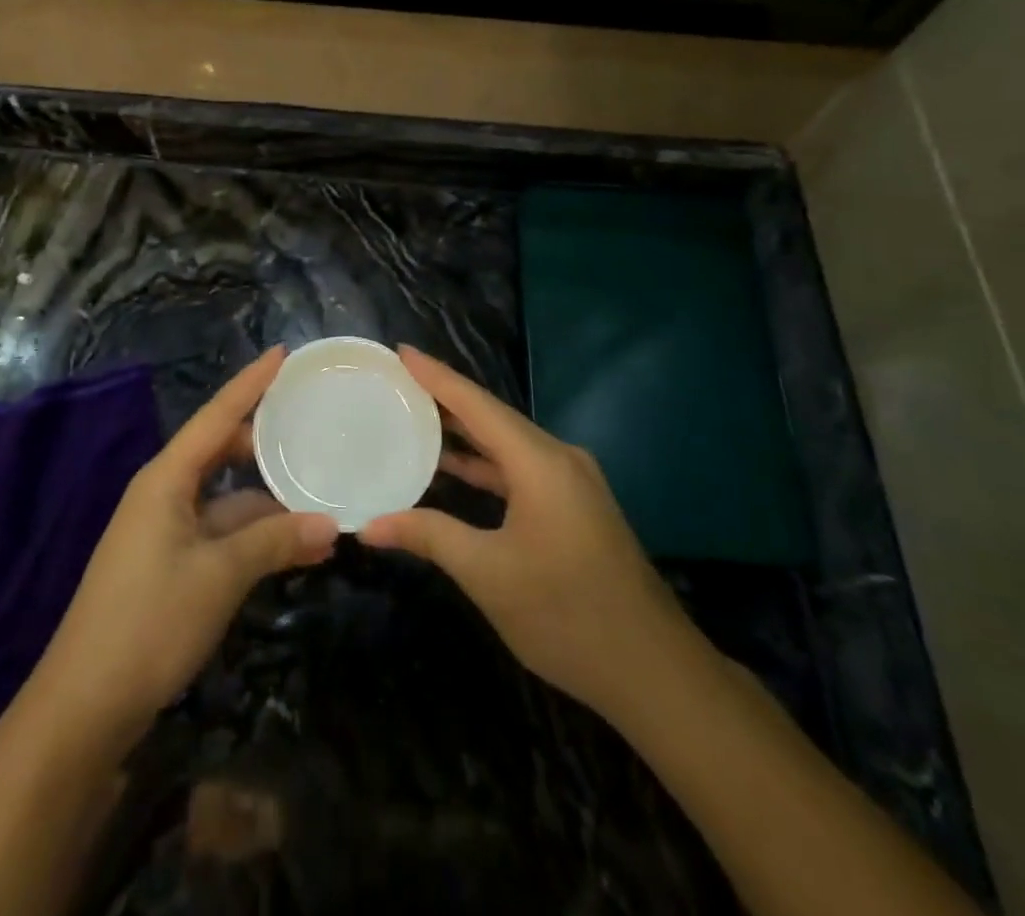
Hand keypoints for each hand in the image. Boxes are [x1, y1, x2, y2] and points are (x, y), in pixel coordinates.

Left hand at [33, 349, 339, 739]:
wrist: (84, 704)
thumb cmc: (149, 621)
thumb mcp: (219, 576)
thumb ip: (275, 542)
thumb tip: (332, 523)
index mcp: (166, 478)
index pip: (217, 415)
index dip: (250, 383)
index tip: (283, 353)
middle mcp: (164, 493)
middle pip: (222, 450)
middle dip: (266, 440)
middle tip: (314, 424)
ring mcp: (166, 530)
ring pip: (227, 498)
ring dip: (269, 499)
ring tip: (322, 492)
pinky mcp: (171, 565)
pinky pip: (222, 532)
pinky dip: (256, 534)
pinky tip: (295, 545)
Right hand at [360, 348, 689, 711]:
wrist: (656, 673)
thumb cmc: (567, 615)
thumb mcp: (488, 574)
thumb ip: (429, 536)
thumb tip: (368, 525)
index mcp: (540, 463)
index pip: (477, 405)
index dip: (436, 376)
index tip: (400, 351)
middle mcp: (559, 459)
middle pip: (493, 417)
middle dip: (445, 398)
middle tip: (397, 381)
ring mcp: (572, 483)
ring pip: (507, 444)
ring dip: (465, 432)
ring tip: (415, 415)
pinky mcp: (575, 506)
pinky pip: (520, 468)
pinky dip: (485, 463)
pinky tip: (454, 468)